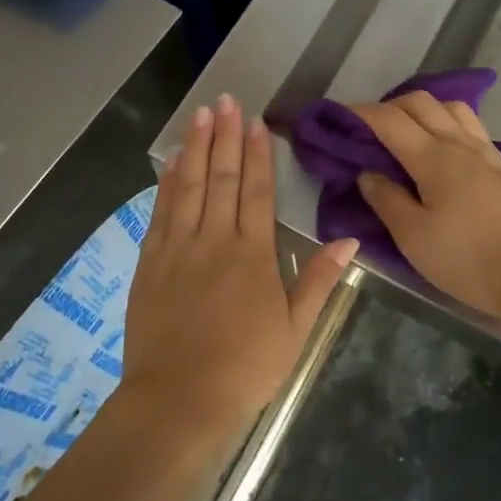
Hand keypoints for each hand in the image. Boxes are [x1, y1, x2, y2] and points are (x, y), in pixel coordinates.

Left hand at [124, 95, 357, 432]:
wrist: (178, 400)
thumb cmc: (245, 368)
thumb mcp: (295, 329)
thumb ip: (318, 280)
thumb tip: (349, 240)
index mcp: (253, 254)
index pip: (257, 191)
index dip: (258, 153)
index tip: (256, 122)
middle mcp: (215, 240)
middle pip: (222, 178)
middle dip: (226, 136)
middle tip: (226, 100)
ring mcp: (178, 248)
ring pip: (189, 186)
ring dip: (197, 147)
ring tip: (201, 114)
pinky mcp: (150, 262)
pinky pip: (161, 211)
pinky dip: (168, 182)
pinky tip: (172, 161)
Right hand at [353, 91, 500, 320]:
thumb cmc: (468, 258)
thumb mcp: (413, 237)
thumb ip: (386, 199)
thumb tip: (367, 173)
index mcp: (432, 157)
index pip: (389, 120)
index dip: (360, 113)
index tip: (337, 117)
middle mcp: (459, 143)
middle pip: (421, 102)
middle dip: (389, 106)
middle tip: (368, 130)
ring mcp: (485, 152)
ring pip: (450, 108)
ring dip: (422, 109)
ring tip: (405, 133)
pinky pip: (470, 125)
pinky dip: (447, 122)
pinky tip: (443, 146)